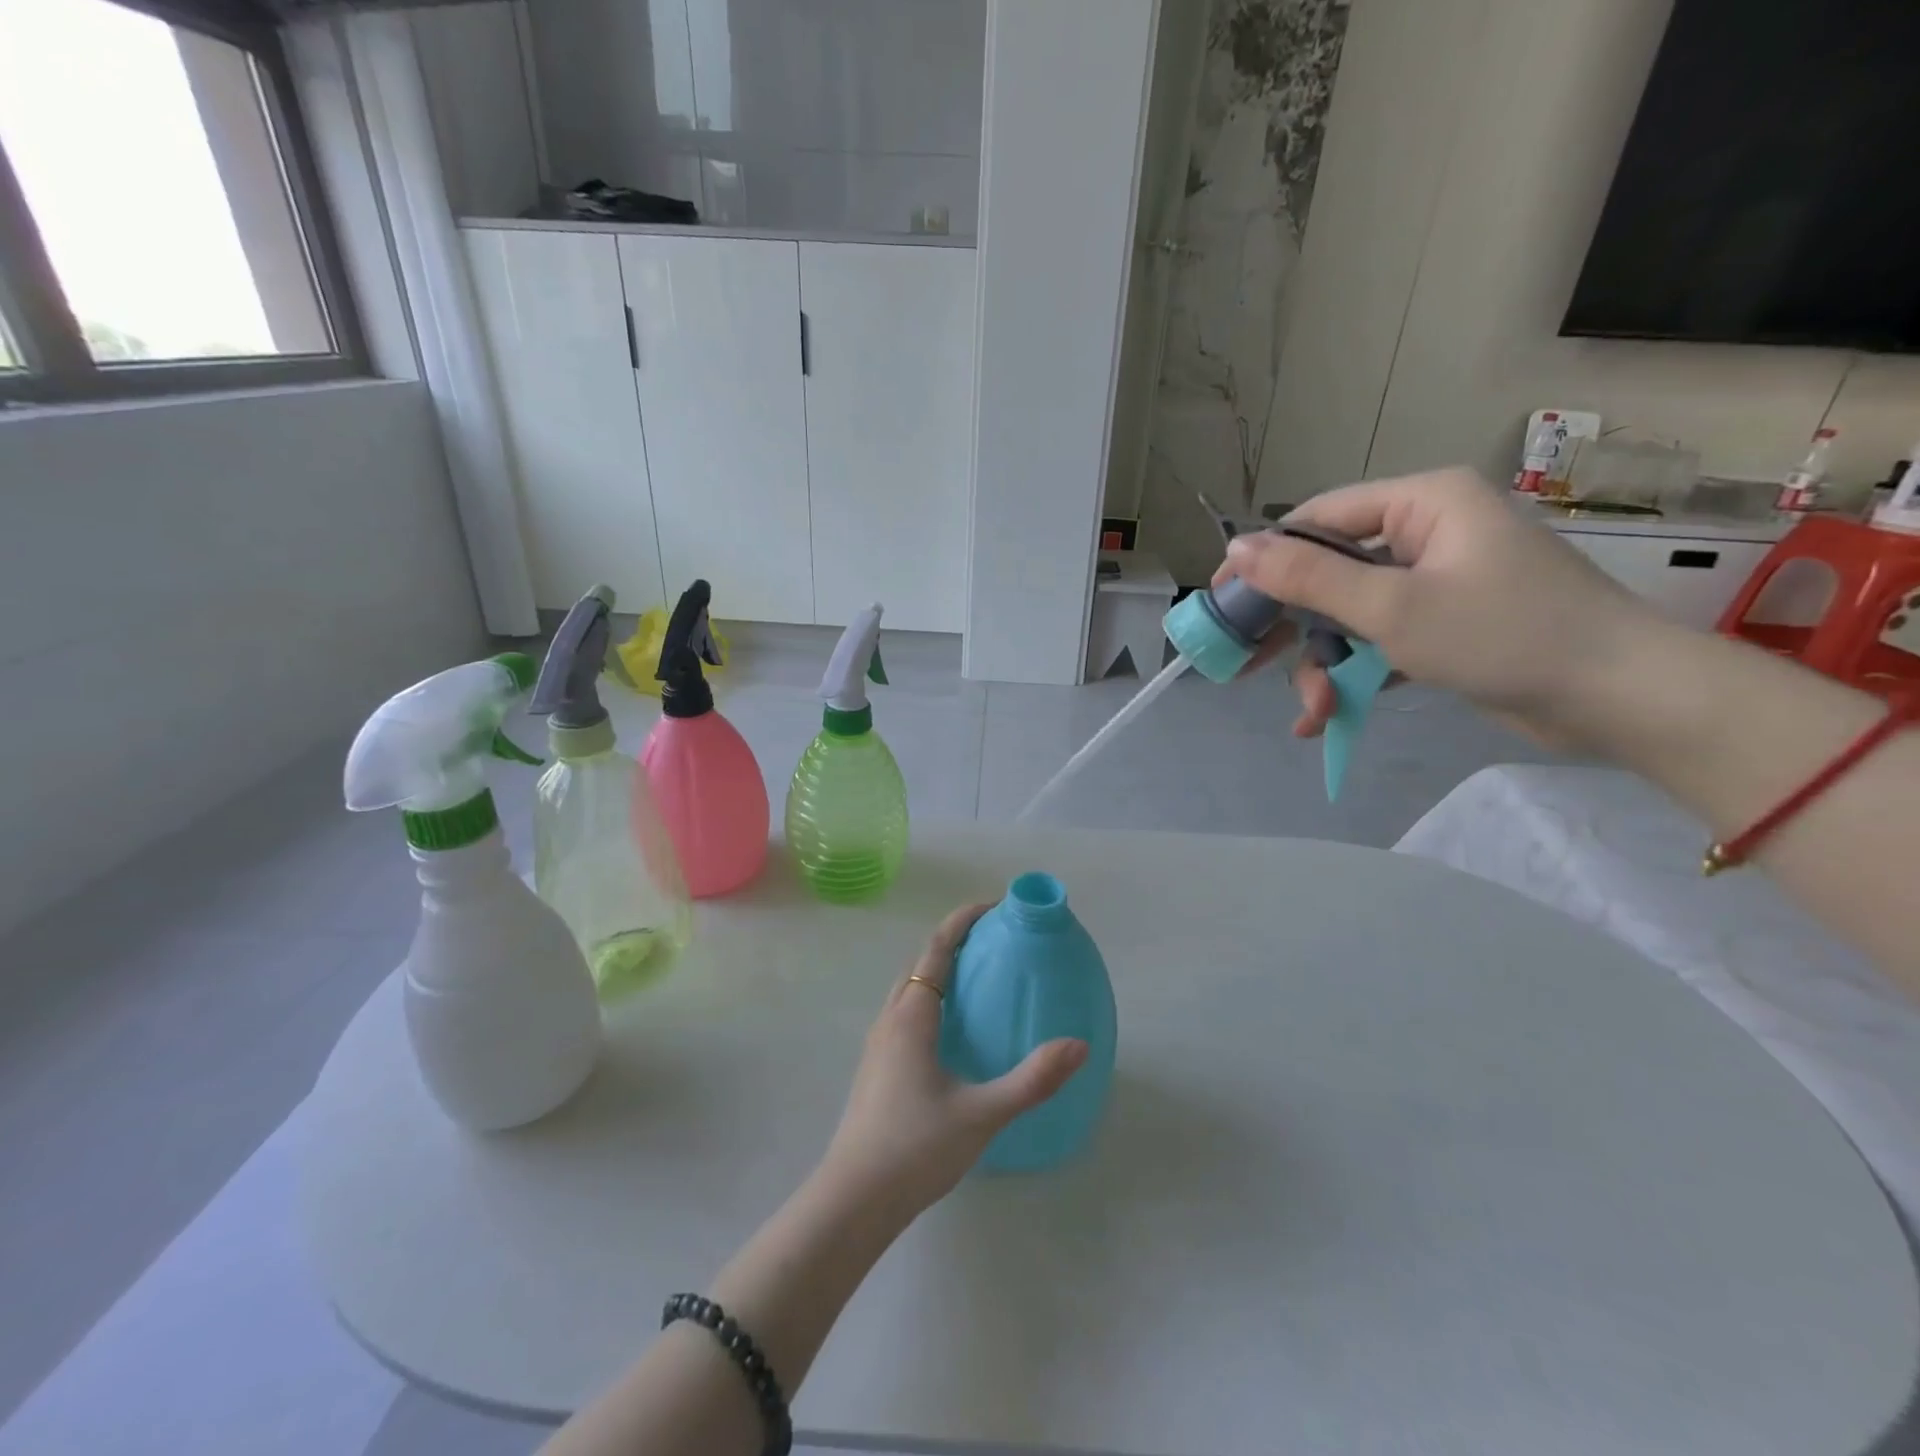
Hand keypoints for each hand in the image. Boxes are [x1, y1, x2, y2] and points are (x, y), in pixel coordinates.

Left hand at [817, 903, 1088, 1220]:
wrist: (853, 1200)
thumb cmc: (915, 1148)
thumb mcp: (982, 1113)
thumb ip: (1032, 1079)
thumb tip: (1079, 1045)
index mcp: (911, 1016)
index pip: (936, 949)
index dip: (962, 920)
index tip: (993, 906)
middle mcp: (890, 1019)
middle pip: (920, 962)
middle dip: (953, 941)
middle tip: (993, 940)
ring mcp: (878, 1044)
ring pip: (908, 989)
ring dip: (938, 970)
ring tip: (976, 977)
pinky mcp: (876, 1067)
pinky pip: (905, 1012)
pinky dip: (930, 998)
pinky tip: (951, 1030)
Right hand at [1214, 468, 1657, 746]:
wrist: (1619, 699)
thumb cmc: (1504, 635)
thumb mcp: (1391, 608)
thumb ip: (1308, 577)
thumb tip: (1235, 549)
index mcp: (1422, 504)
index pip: (1319, 519)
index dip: (1264, 561)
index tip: (1223, 604)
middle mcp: (1427, 533)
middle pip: (1329, 572)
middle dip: (1294, 630)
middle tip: (1246, 667)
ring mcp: (1437, 581)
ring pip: (1349, 614)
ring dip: (1324, 665)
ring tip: (1313, 714)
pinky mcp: (1445, 623)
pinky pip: (1379, 638)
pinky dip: (1354, 673)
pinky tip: (1329, 716)